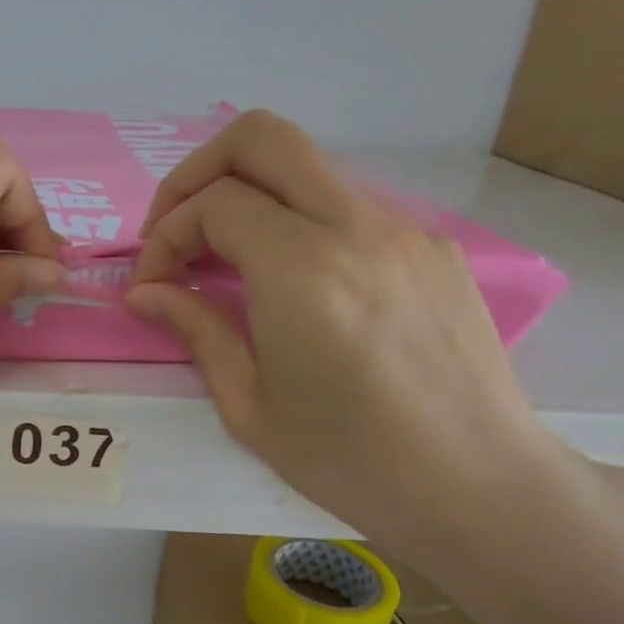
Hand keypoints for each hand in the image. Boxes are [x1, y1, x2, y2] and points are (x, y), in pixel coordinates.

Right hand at [125, 111, 571, 557]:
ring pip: (306, 166)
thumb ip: (195, 330)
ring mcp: (403, 231)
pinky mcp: (430, 248)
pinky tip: (288, 286)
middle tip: (174, 232)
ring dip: (246, 196)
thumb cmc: (349, 461)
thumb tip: (145, 293)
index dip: (166, 236)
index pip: (215, 203)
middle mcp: (358, 230)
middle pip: (263, 138)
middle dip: (197, 174)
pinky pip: (345, 206)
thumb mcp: (248, 406)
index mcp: (304, 273)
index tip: (151, 287)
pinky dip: (294, 222)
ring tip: (222, 263)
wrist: (479, 486)